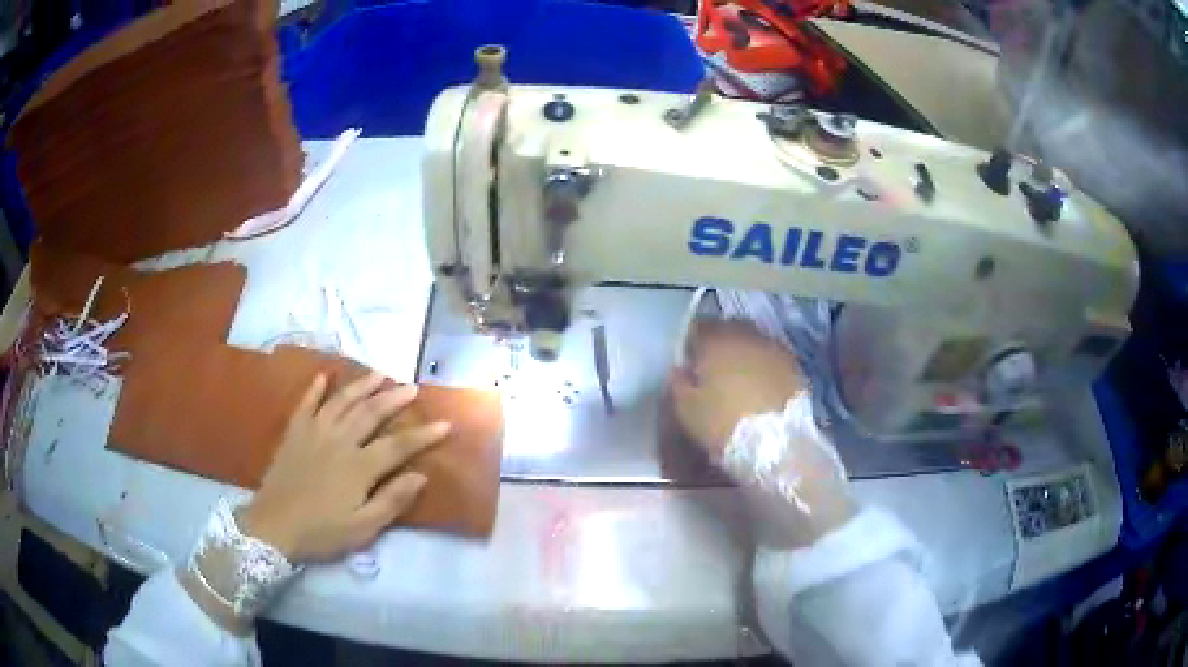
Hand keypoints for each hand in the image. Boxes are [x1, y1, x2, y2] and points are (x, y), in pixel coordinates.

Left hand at [240, 373, 449, 562]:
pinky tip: (324, 376)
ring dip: (361, 386)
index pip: (398, 445)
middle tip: (411, 387)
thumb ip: (392, 501)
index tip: (445, 424)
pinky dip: (315, 389)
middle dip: (394, 399)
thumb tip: (421, 475)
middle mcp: (339, 441)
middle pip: (371, 413)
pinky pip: (306, 404)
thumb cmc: (322, 532)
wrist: (273, 527)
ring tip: (379, 374)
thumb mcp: (363, 528)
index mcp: (358, 467)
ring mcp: (314, 433)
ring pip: (341, 401)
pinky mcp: (294, 433)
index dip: (423, 435)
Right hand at [670, 319, 807, 455]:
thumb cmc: (723, 424)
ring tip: (740, 379)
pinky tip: (761, 387)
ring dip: (746, 353)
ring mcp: (774, 348)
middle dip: (721, 343)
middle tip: (715, 368)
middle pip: (730, 329)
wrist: (776, 443)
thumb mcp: (686, 409)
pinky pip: (773, 358)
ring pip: (754, 341)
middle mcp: (747, 335)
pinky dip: (765, 366)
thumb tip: (680, 369)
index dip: (692, 343)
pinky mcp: (795, 366)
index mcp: (716, 341)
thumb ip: (678, 382)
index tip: (689, 362)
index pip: (698, 327)